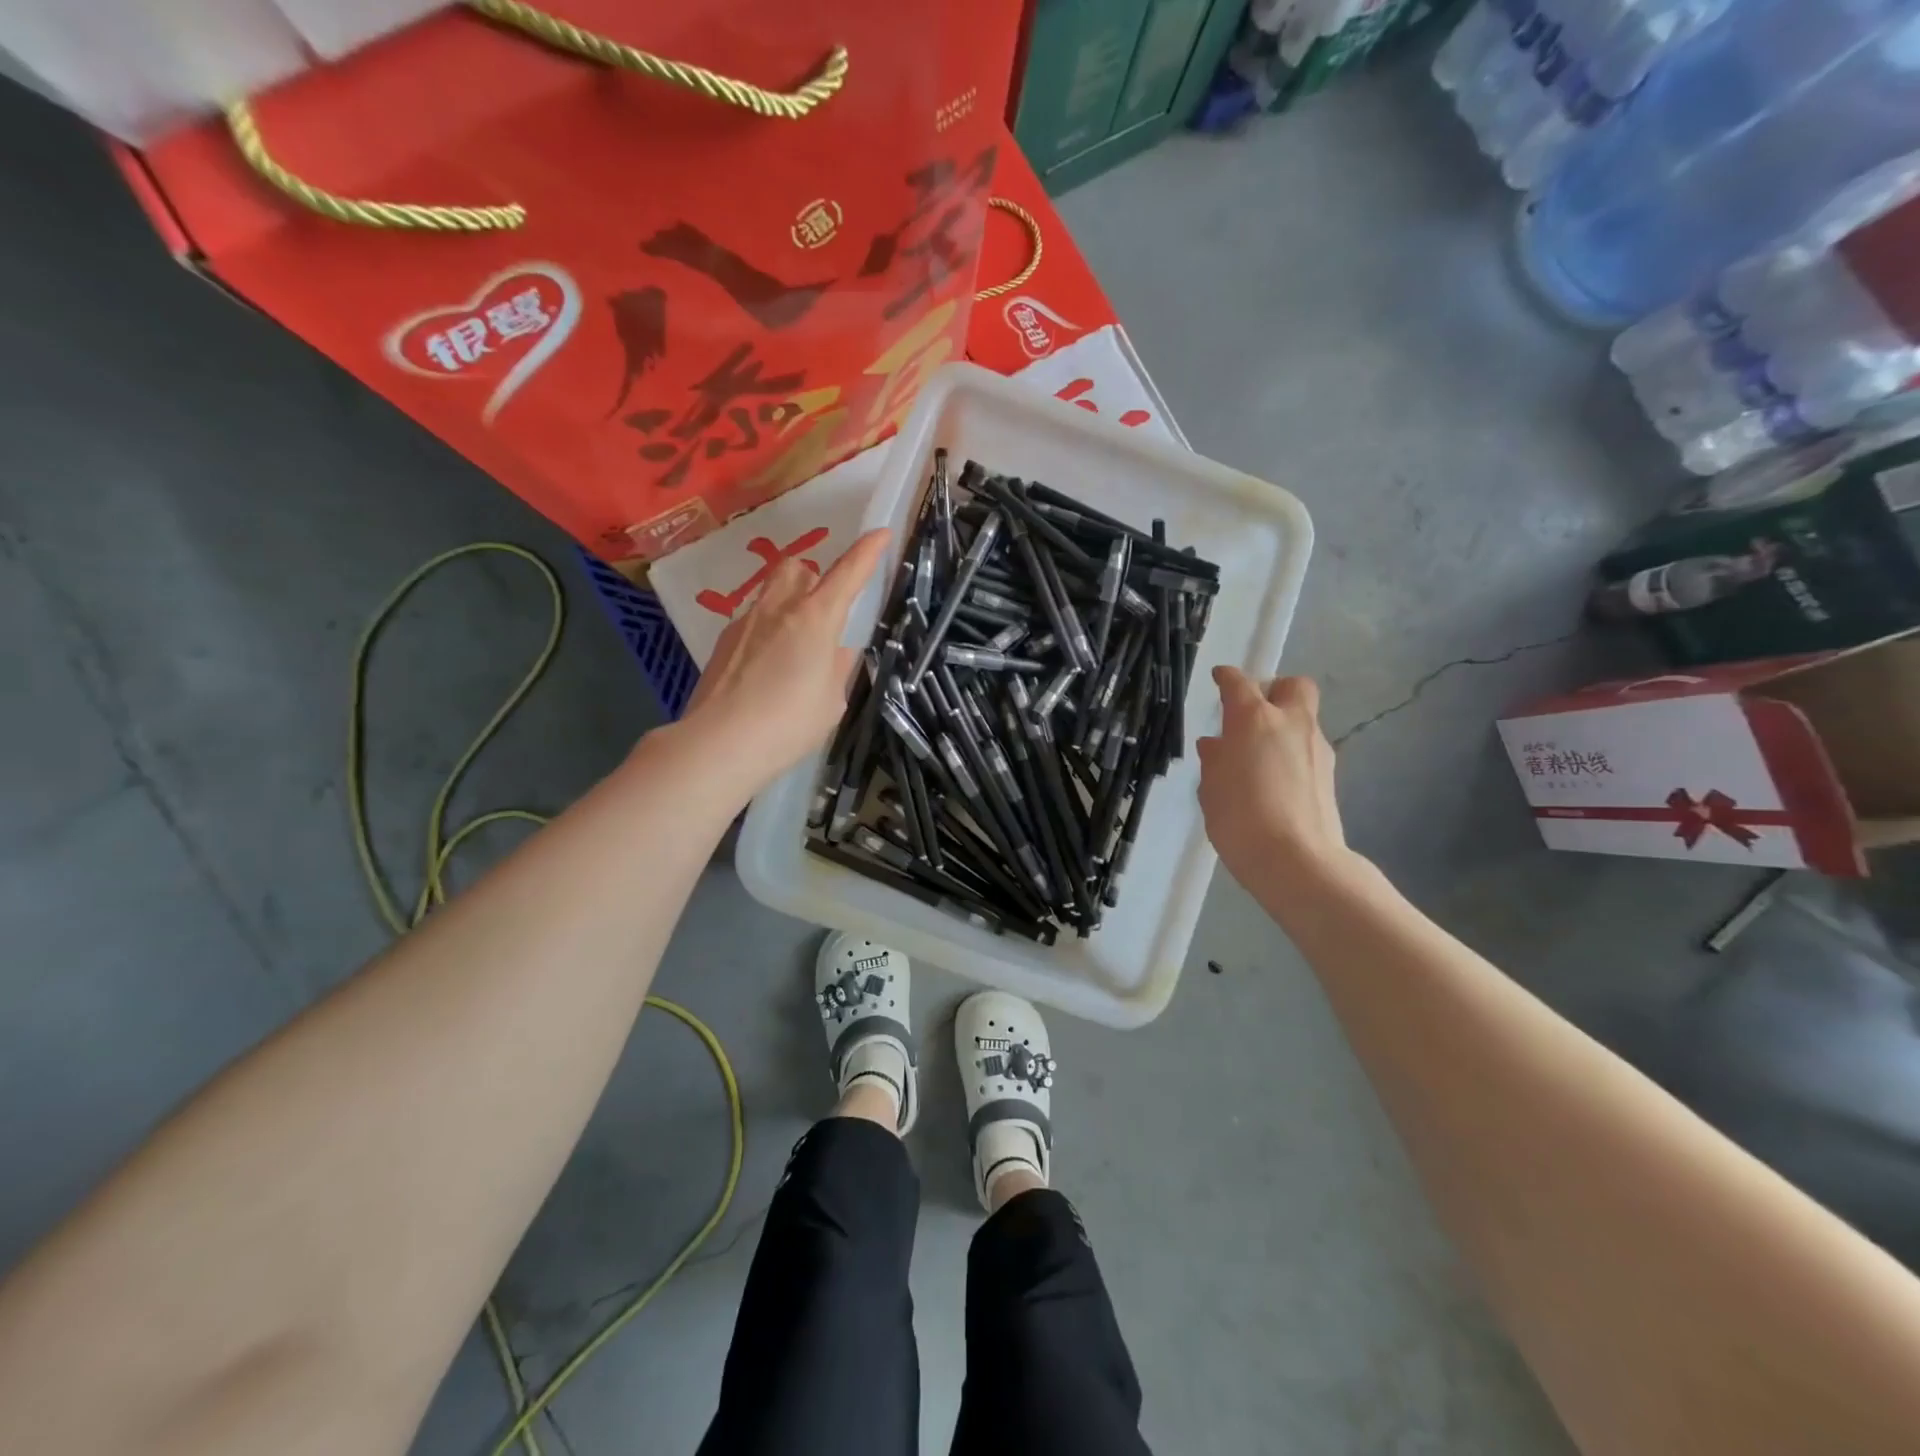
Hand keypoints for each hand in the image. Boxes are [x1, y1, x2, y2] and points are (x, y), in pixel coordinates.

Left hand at [682, 529, 891, 791]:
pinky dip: (766, 635)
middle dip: (813, 577)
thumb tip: (835, 653)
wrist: (719, 743)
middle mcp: (778, 609)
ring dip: (788, 606)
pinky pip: (753, 624)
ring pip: (771, 593)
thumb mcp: (831, 702)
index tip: (881, 533)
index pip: (847, 574)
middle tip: (823, 610)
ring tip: (794, 649)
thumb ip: (837, 669)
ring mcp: (745, 623)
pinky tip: (765, 674)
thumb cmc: (789, 724)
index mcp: (815, 619)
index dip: (867, 552)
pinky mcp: (723, 643)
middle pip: (796, 568)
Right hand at [1196, 669, 1350, 889]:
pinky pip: (1307, 749)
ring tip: (1257, 757)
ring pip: (1303, 720)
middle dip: (1273, 691)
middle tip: (1251, 714)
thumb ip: (1215, 759)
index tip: (1218, 678)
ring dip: (1283, 727)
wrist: (1297, 861)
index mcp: (1254, 719)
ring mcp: (1318, 749)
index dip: (1226, 678)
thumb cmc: (1239, 819)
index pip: (1239, 684)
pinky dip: (1291, 754)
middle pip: (1293, 686)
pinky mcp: (1330, 775)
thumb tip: (1217, 744)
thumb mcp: (1212, 788)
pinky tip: (1273, 781)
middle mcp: (1291, 724)